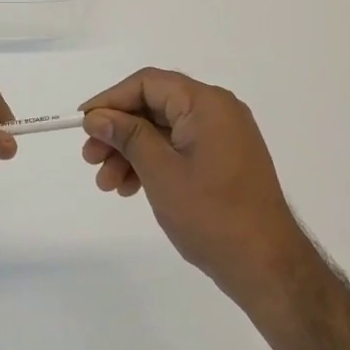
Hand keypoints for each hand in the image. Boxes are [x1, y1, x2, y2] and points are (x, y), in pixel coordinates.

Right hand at [82, 68, 308, 300]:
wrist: (267, 266)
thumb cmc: (212, 215)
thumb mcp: (161, 172)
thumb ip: (127, 136)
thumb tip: (96, 116)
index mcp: (207, 104)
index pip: (148, 83)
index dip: (110, 99)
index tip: (82, 123)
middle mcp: (217, 111)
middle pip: (154, 106)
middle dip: (118, 131)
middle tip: (89, 159)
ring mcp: (223, 136)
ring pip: (163, 131)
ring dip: (130, 152)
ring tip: (106, 184)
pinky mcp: (223, 159)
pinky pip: (178, 148)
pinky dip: (152, 163)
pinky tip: (130, 188)